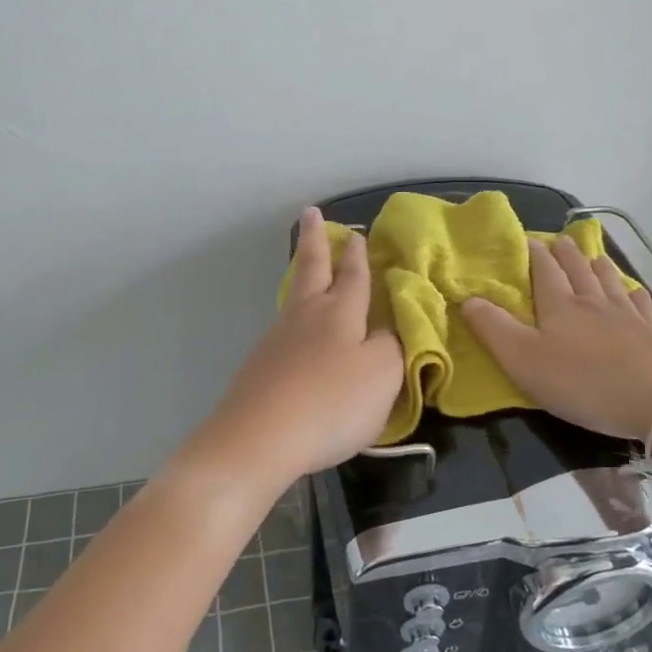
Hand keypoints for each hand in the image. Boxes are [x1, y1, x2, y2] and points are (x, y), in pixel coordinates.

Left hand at [194, 207, 404, 485]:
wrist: (259, 438)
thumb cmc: (331, 402)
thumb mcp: (382, 375)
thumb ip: (392, 346)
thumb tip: (387, 328)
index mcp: (340, 312)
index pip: (354, 275)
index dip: (359, 255)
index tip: (358, 232)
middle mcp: (307, 315)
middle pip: (312, 269)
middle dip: (315, 240)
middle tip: (310, 212)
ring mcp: (278, 339)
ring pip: (295, 296)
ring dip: (304, 276)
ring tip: (309, 269)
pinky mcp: (261, 366)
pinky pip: (285, 329)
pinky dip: (296, 317)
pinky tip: (298, 332)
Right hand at [462, 235, 651, 439]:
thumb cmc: (582, 381)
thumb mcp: (523, 360)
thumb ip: (493, 329)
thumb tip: (468, 298)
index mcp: (560, 306)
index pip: (544, 271)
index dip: (535, 255)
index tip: (529, 239)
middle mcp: (593, 303)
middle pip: (578, 271)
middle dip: (567, 255)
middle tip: (561, 240)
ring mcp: (628, 317)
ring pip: (610, 283)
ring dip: (599, 268)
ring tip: (595, 257)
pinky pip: (643, 307)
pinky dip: (636, 296)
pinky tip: (637, 294)